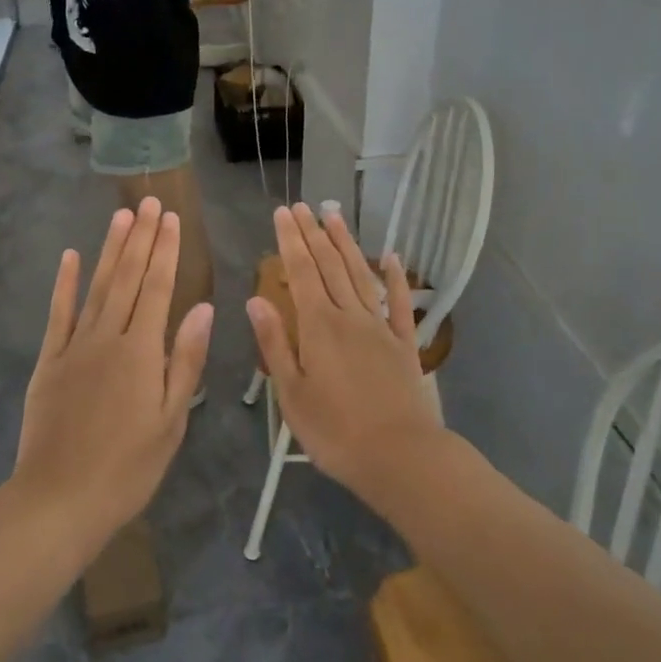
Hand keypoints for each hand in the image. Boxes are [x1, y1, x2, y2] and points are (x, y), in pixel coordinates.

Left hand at [14, 199, 212, 542]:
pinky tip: (70, 257)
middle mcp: (108, 337)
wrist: (58, 500)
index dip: (166, 251)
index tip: (172, 219)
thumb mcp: (171, 421)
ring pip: (96, 287)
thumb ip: (186, 360)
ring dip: (110, 249)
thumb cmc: (127, 468)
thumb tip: (203, 307)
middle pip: (128, 278)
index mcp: (142, 351)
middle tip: (150, 201)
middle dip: (142, 238)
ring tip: (122, 216)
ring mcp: (74, 347)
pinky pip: (58, 314)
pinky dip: (64, 284)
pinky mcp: (48, 362)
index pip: (158, 288)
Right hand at [247, 205, 446, 505]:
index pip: (300, 272)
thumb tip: (256, 300)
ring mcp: (380, 326)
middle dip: (313, 233)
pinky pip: (400, 303)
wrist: (400, 456)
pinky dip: (395, 278)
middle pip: (329, 265)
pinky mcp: (404, 343)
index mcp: (318, 326)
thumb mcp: (292, 394)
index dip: (290, 240)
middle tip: (302, 205)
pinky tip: (392, 257)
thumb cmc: (336, 432)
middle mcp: (349, 315)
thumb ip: (275, 343)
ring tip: (334, 216)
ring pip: (360, 274)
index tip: (283, 213)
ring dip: (346, 243)